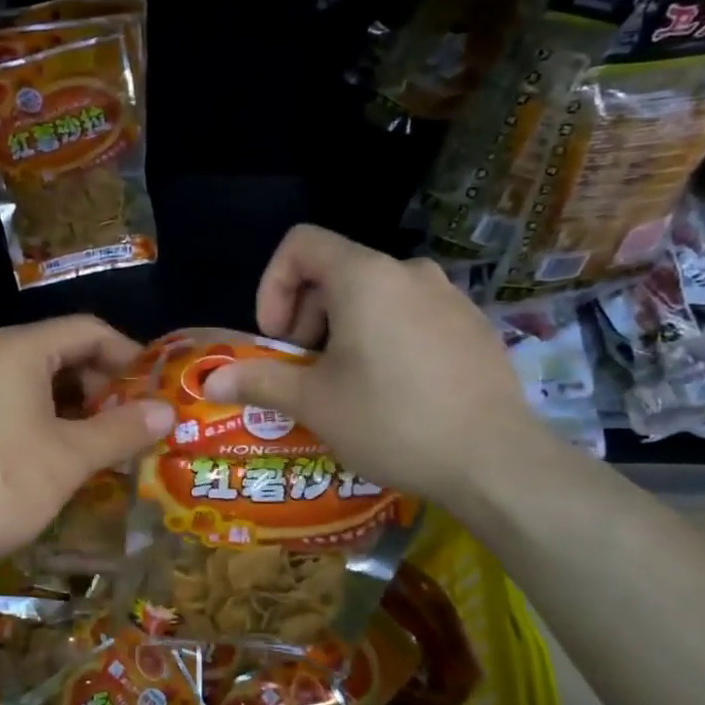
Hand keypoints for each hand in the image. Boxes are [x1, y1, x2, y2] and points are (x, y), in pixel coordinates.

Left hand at [0, 316, 174, 577]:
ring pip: (35, 382)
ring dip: (76, 407)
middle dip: (103, 385)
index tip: (156, 390)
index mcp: (16, 349)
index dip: (129, 355)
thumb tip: (168, 411)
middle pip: (60, 352)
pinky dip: (44, 421)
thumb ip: (122, 429)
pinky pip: (10, 404)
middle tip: (133, 423)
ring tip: (105, 444)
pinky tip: (60, 457)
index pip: (87, 330)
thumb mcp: (70, 458)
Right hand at [205, 225, 546, 503]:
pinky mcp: (474, 326)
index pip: (301, 244)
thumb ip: (259, 381)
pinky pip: (413, 316)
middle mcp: (410, 272)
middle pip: (337, 272)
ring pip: (376, 297)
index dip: (274, 285)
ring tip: (348, 387)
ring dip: (345, 331)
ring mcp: (450, 297)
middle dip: (308, 317)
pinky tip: (395, 393)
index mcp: (366, 277)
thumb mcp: (315, 403)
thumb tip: (209, 382)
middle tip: (307, 372)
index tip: (278, 338)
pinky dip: (386, 339)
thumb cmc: (392, 421)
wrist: (495, 460)